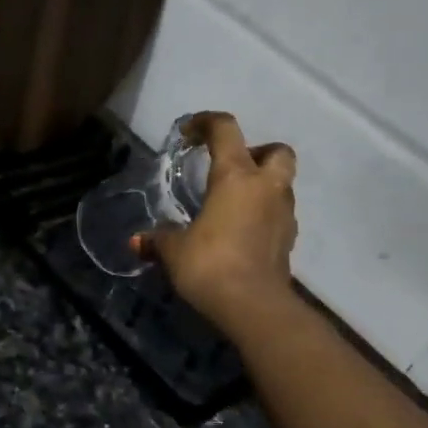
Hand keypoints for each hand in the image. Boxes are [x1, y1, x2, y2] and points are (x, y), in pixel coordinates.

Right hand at [146, 111, 298, 330]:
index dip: (206, 122)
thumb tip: (137, 241)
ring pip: (282, 184)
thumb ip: (158, 240)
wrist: (253, 305)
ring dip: (262, 186)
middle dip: (257, 152)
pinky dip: (264, 215)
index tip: (189, 132)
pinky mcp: (289, 241)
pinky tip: (242, 233)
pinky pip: (279, 215)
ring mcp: (284, 214)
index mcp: (236, 176)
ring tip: (232, 205)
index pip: (226, 130)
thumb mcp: (174, 250)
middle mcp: (266, 187)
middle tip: (230, 169)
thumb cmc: (210, 264)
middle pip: (276, 151)